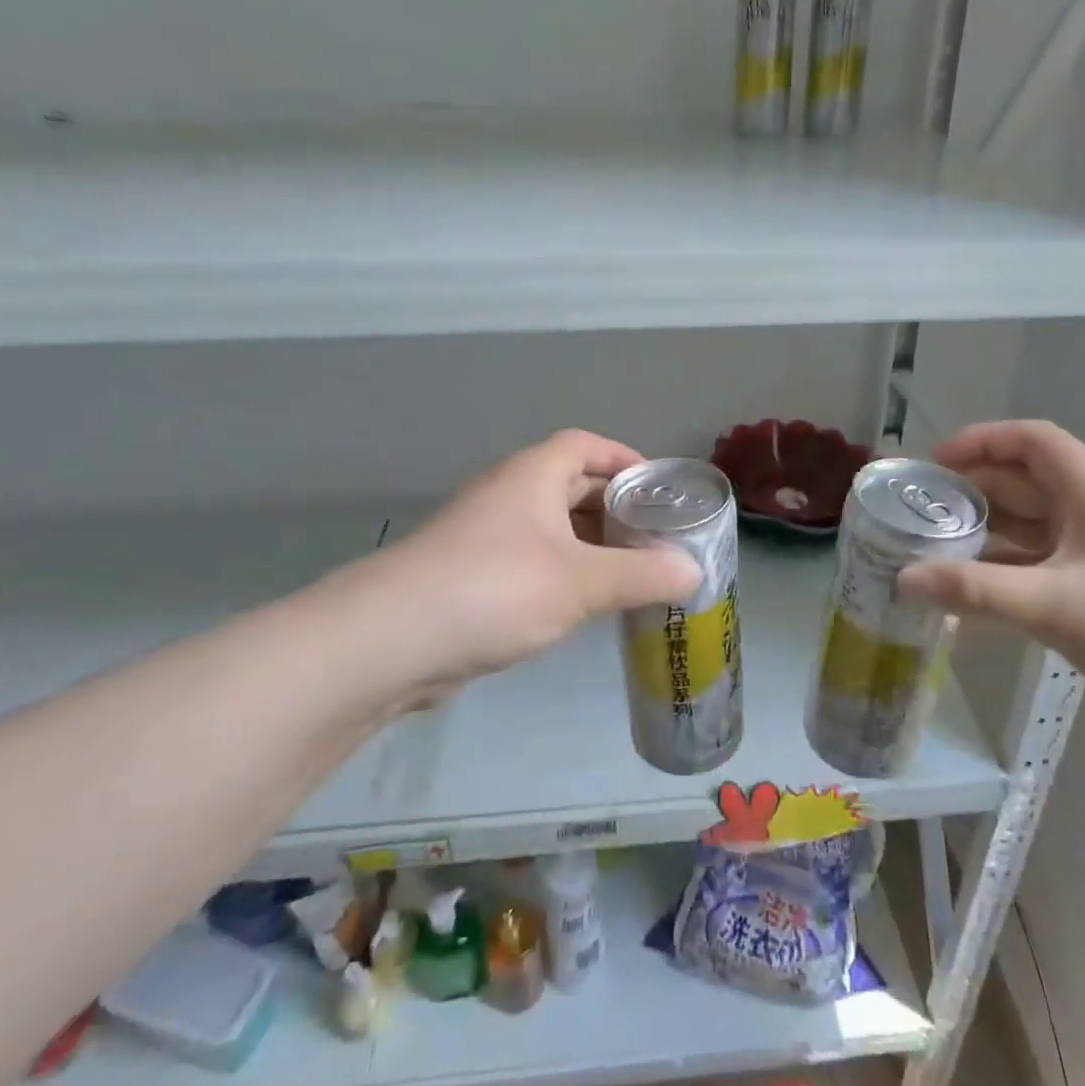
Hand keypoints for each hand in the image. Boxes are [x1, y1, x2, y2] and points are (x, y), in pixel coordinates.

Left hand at [344, 430, 701, 692]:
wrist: (389, 640)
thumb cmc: (495, 589)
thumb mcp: (581, 582)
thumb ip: (642, 575)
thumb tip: (695, 572)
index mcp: (533, 476)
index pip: (586, 445)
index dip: (624, 458)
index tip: (659, 488)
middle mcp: (508, 495)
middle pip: (570, 485)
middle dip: (613, 507)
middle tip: (655, 537)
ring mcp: (484, 536)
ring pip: (550, 528)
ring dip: (589, 545)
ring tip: (630, 573)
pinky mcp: (470, 576)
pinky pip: (530, 561)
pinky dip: (561, 573)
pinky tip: (582, 605)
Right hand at [896, 420, 1084, 750]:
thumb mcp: (1055, 608)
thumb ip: (974, 592)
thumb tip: (901, 580)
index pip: (1032, 441)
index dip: (979, 441)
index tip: (933, 465)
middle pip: (1026, 483)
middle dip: (972, 493)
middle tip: (919, 515)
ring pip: (1033, 527)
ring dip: (986, 536)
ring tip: (934, 553)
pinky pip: (1045, 566)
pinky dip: (1008, 573)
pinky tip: (974, 599)